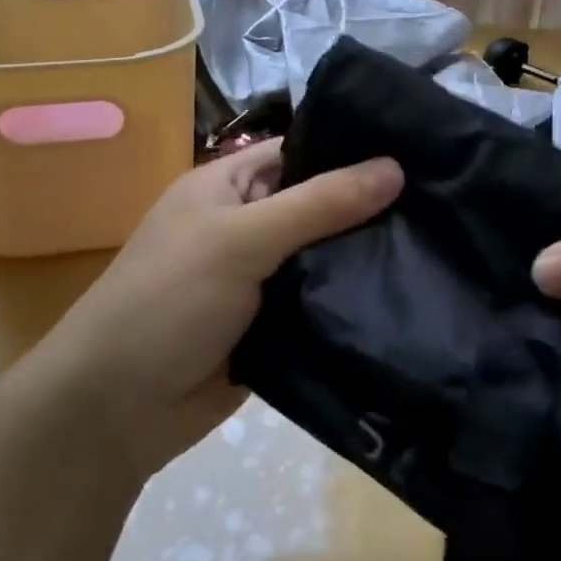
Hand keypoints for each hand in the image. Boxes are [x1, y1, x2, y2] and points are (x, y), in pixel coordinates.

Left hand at [21, 139, 402, 483]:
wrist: (117, 411)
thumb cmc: (167, 301)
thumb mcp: (239, 240)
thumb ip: (317, 205)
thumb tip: (395, 167)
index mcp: (228, 187)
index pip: (301, 151)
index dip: (352, 148)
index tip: (420, 149)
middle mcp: (248, 226)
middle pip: (321, 205)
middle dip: (371, 206)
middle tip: (443, 201)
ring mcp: (263, 279)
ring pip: (327, 257)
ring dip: (368, 256)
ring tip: (440, 244)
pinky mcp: (276, 326)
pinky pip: (323, 302)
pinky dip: (354, 300)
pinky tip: (408, 293)